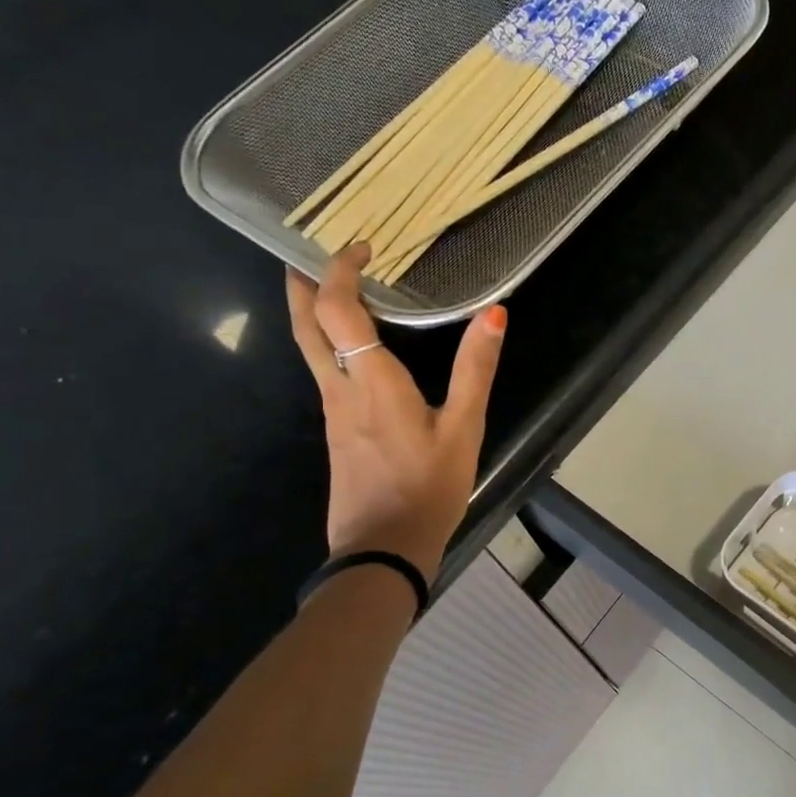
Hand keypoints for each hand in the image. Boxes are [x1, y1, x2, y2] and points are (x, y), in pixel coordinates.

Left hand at [285, 245, 505, 576]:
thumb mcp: (464, 428)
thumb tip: (494, 313)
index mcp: (371, 382)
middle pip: (304, 326)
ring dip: (311, 313)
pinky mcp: (336, 433)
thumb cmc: (429, 487)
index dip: (340, 271)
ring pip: (309, 350)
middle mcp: (340, 390)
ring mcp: (332, 414)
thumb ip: (476, 369)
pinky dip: (328, 345)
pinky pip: (324, 374)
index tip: (360, 247)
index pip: (337, 310)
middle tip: (306, 252)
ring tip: (330, 290)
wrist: (384, 549)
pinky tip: (352, 351)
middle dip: (301, 285)